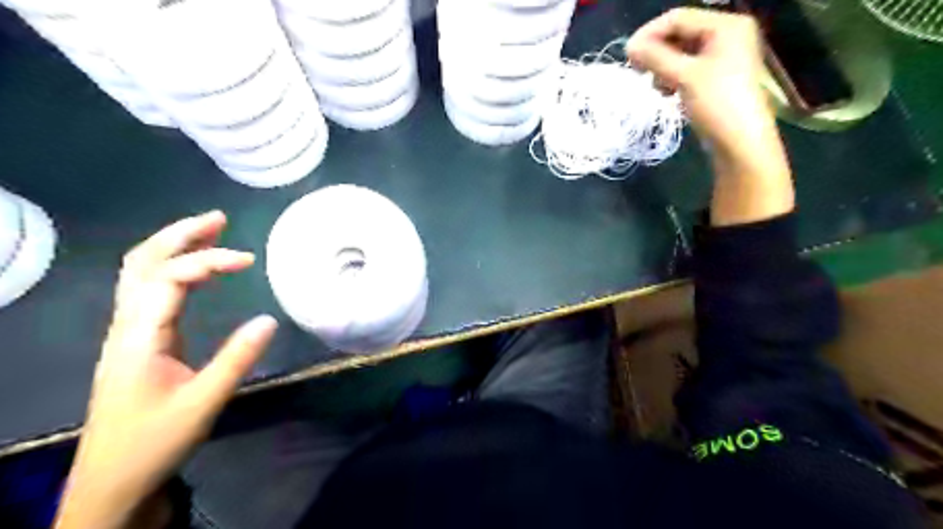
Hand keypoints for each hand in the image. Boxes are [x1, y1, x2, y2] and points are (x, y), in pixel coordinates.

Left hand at [56, 211, 277, 528]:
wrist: (112, 479)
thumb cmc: (155, 440)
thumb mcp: (203, 401)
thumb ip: (237, 359)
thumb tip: (270, 319)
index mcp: (138, 336)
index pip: (169, 278)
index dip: (209, 260)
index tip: (249, 260)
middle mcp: (126, 325)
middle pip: (141, 263)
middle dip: (179, 235)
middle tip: (219, 218)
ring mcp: (128, 332)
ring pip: (140, 274)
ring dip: (173, 246)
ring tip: (211, 231)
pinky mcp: (138, 341)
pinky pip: (149, 290)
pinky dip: (173, 269)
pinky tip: (198, 272)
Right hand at [625, 7, 772, 153]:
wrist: (740, 143)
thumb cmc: (717, 104)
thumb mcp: (684, 77)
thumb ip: (655, 58)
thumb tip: (629, 46)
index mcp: (726, 26)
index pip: (678, 18)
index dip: (650, 33)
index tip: (627, 54)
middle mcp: (726, 35)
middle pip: (680, 34)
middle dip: (657, 52)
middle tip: (637, 71)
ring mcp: (722, 58)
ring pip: (681, 54)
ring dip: (662, 67)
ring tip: (655, 86)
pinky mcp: (716, 78)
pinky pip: (687, 69)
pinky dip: (672, 78)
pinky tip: (665, 93)